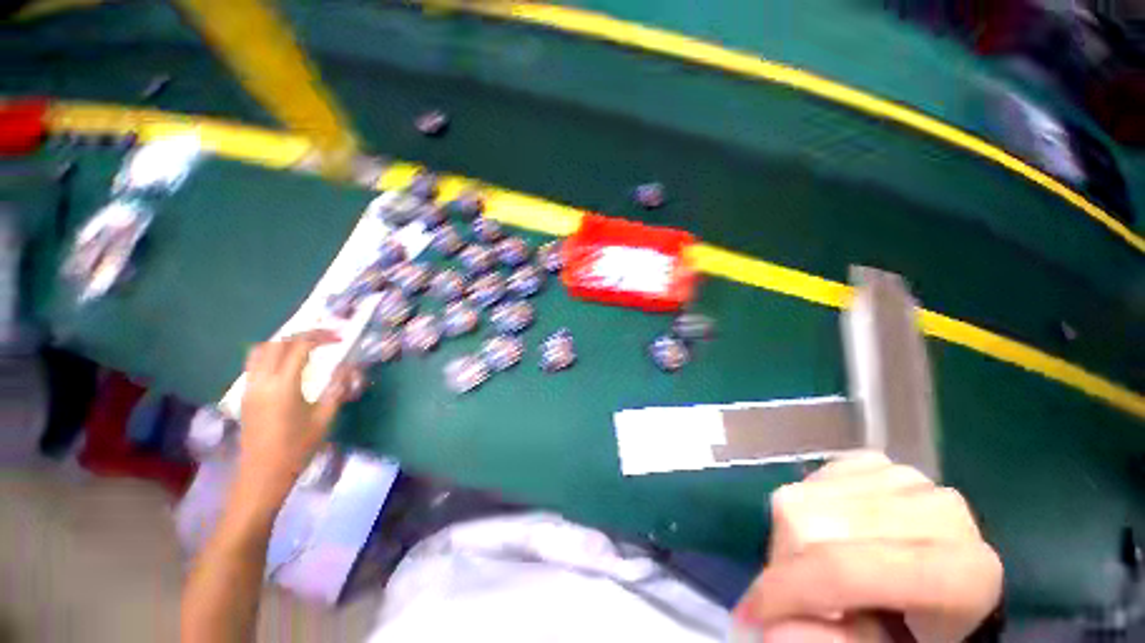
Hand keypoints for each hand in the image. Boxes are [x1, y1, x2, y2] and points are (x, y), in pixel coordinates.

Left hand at [237, 330, 363, 503]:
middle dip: (303, 336)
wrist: (262, 474)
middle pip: (277, 343)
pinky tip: (288, 365)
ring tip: (305, 348)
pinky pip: (255, 363)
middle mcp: (262, 381)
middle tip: (325, 339)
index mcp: (283, 386)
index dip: (320, 337)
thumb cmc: (297, 448)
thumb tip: (348, 367)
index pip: (299, 347)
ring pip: (260, 350)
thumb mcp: (324, 418)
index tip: (339, 338)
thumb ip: (336, 388)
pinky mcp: (245, 395)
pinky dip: (272, 355)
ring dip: (284, 343)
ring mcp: (250, 387)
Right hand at [733, 453, 1002, 642]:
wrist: (950, 587)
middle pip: (812, 524)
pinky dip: (806, 507)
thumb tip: (773, 630)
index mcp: (960, 572)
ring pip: (803, 496)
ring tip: (813, 566)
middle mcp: (934, 509)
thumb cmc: (923, 631)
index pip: (848, 570)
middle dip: (786, 564)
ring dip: (790, 537)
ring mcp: (905, 477)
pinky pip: (814, 477)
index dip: (790, 591)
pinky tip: (828, 531)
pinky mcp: (879, 463)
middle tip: (793, 595)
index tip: (750, 615)